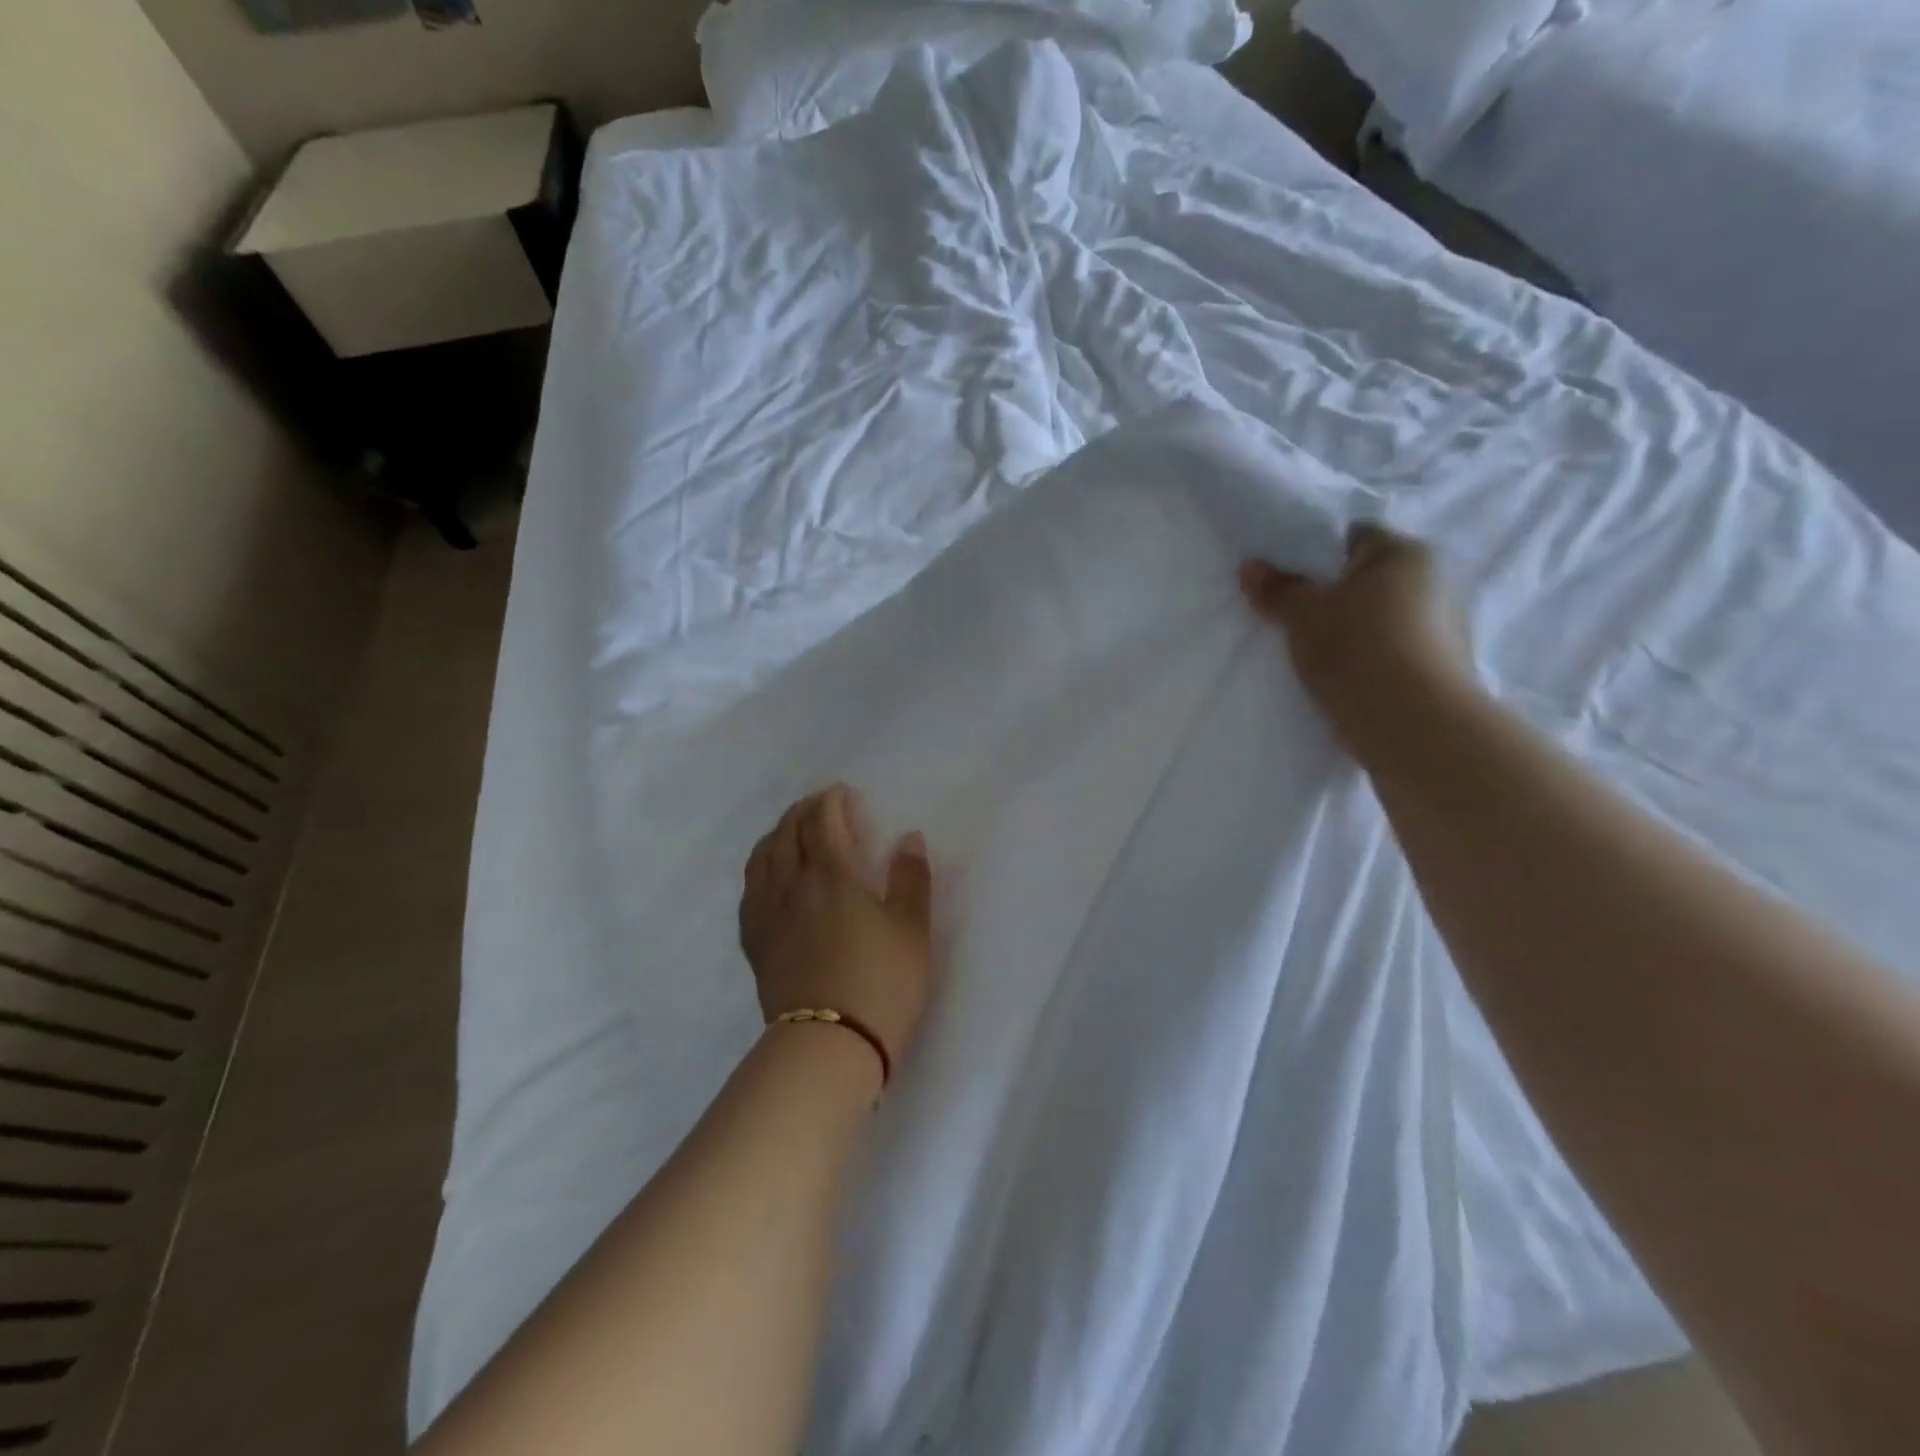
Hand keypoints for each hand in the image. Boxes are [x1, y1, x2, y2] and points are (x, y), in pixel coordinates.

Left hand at [740, 785, 934, 1079]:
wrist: (828, 1046)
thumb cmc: (881, 983)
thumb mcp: (912, 930)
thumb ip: (911, 879)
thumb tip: (908, 837)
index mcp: (832, 874)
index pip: (822, 821)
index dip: (831, 801)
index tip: (842, 793)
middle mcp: (792, 884)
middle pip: (788, 832)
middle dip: (803, 811)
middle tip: (820, 806)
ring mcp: (767, 914)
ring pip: (762, 857)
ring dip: (777, 834)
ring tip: (791, 832)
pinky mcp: (756, 942)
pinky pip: (750, 890)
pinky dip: (761, 868)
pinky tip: (769, 877)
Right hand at [1239, 524, 1474, 753]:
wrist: (1412, 724)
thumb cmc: (1356, 649)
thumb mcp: (1303, 615)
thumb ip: (1277, 589)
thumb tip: (1250, 566)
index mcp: (1406, 552)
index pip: (1354, 537)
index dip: (1316, 555)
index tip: (1289, 582)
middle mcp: (1436, 580)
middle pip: (1369, 579)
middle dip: (1335, 595)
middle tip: (1295, 619)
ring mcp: (1445, 626)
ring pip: (1382, 617)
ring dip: (1354, 630)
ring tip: (1316, 654)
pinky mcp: (1443, 667)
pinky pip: (1393, 650)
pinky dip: (1371, 658)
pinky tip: (1344, 678)